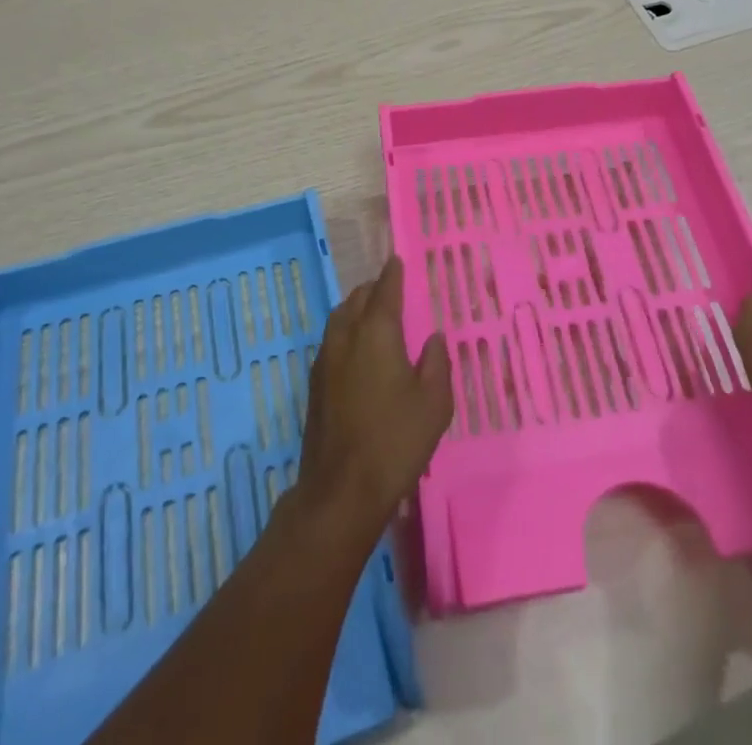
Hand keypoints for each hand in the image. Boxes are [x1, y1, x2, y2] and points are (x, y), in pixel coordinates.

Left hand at [294, 257, 451, 544]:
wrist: (341, 490)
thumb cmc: (396, 440)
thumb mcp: (434, 402)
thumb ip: (436, 362)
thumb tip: (433, 338)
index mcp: (376, 332)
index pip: (384, 290)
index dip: (393, 274)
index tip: (398, 260)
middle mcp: (346, 337)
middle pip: (357, 299)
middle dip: (373, 289)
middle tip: (390, 289)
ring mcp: (325, 361)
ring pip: (339, 318)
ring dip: (355, 308)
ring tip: (373, 315)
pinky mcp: (314, 385)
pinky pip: (331, 340)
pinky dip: (345, 331)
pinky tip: (357, 351)